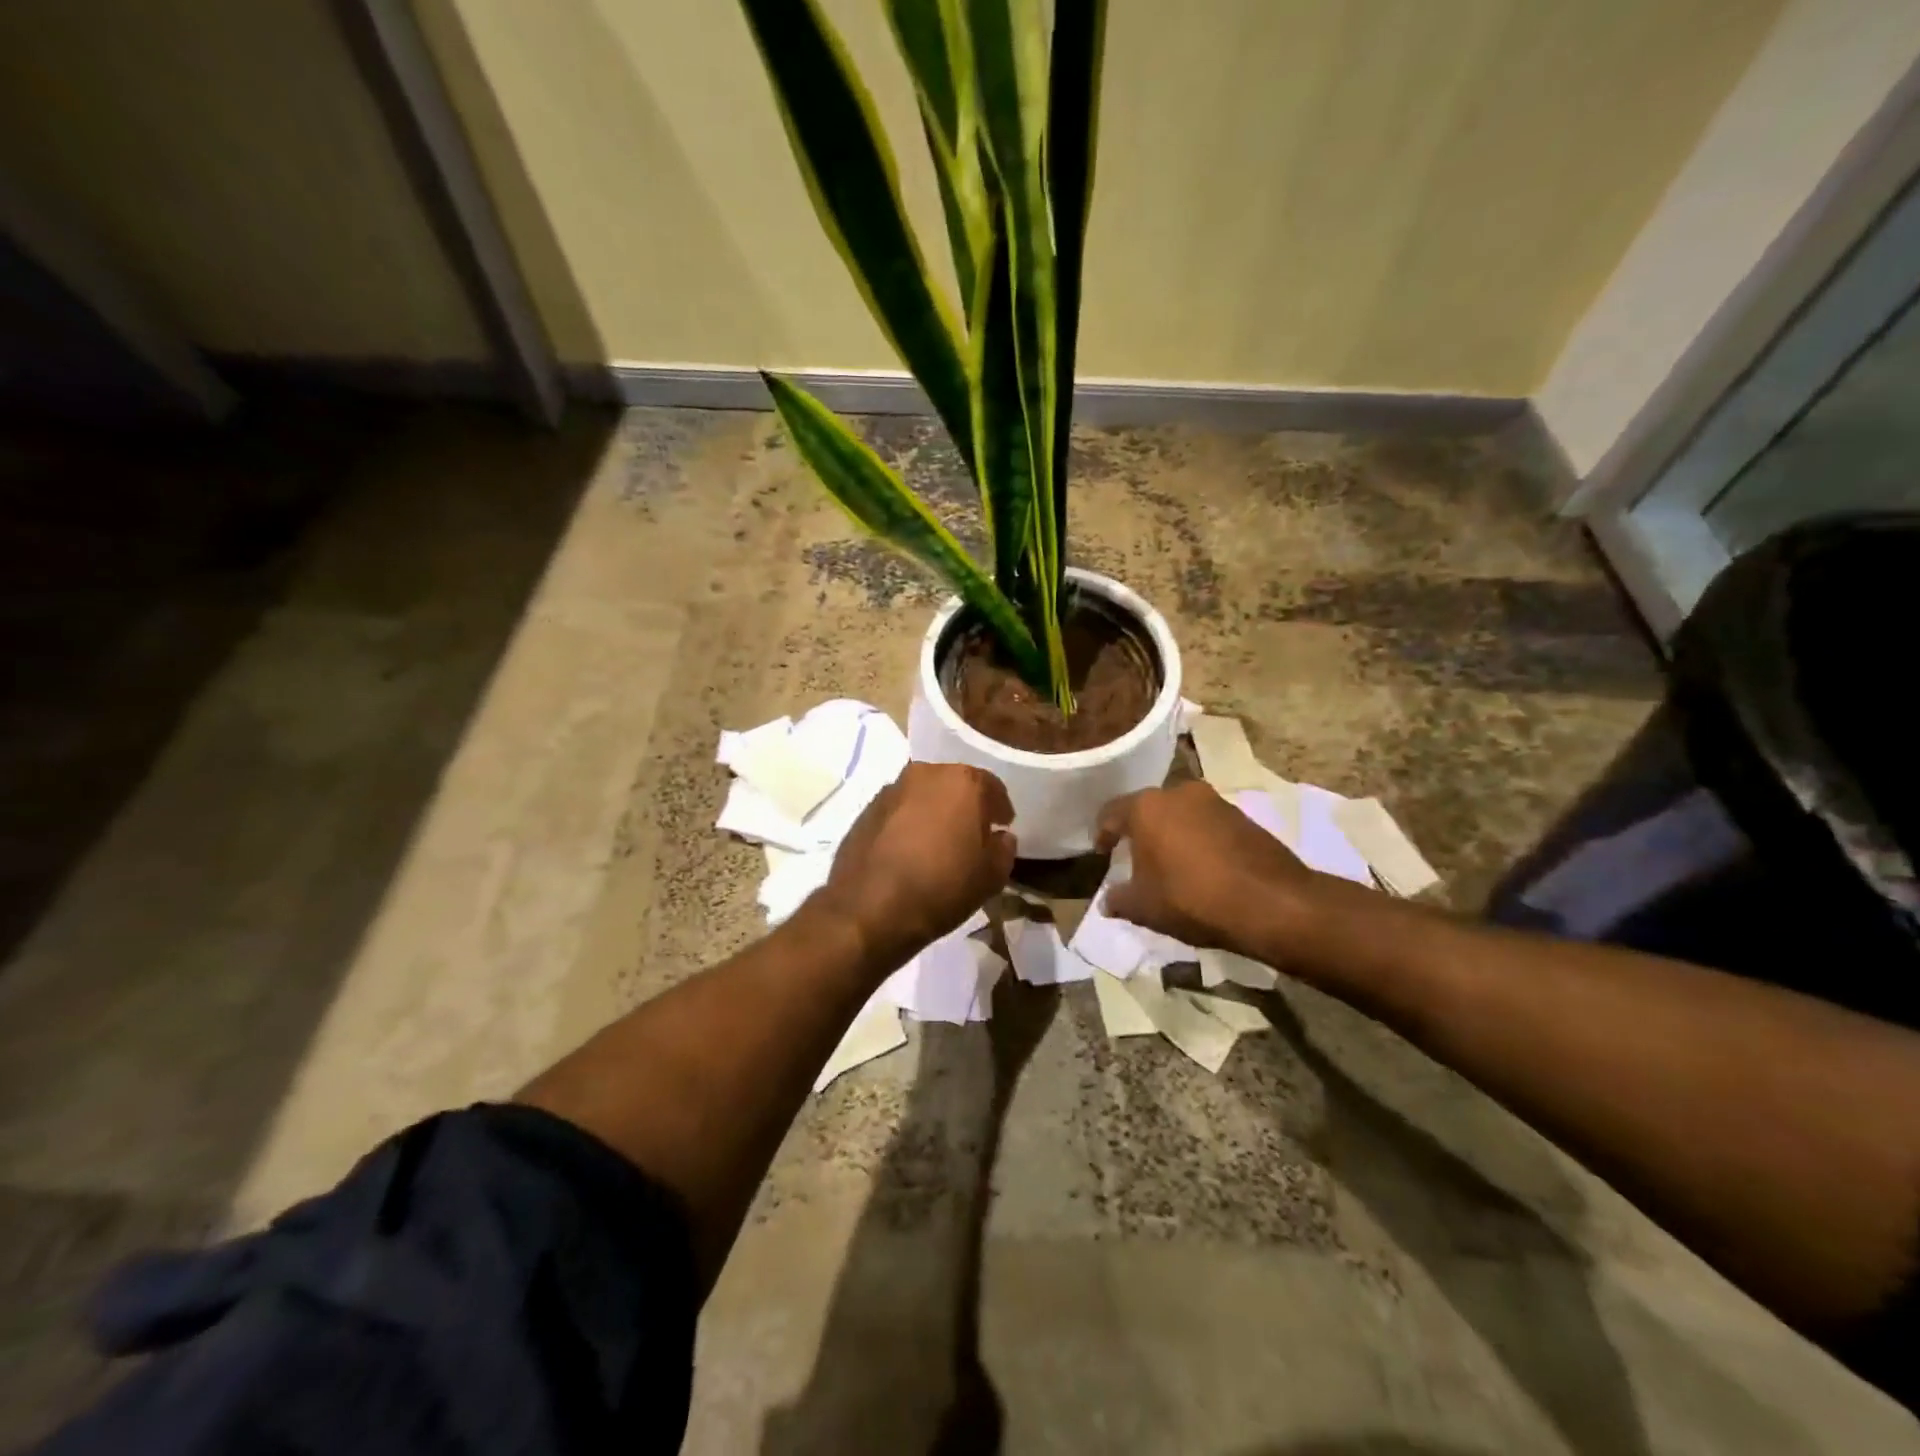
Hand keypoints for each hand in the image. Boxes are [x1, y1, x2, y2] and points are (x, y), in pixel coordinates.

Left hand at [817, 762, 1016, 963]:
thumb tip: (1000, 837)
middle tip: (972, 834)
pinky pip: (898, 812)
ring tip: (938, 844)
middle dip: (965, 806)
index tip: (1003, 826)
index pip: (991, 786)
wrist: (870, 908)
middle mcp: (925, 774)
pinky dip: (908, 824)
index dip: (1000, 808)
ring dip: (934, 813)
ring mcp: (891, 790)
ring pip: (923, 796)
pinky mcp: (865, 810)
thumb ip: (1003, 849)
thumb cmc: (942, 886)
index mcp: (962, 781)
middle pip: (954, 785)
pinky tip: (910, 851)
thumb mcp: (991, 876)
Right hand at [1096, 781, 1313, 951]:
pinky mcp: (1243, 816)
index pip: (1111, 813)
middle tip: (1134, 858)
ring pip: (1180, 815)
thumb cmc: (1192, 899)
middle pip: (1148, 810)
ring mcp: (1215, 802)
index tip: (1100, 853)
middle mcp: (1179, 793)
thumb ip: (1119, 900)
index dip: (1102, 834)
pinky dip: (1198, 841)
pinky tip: (1201, 868)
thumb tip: (1106, 901)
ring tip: (1169, 865)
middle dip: (1139, 833)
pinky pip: (1207, 825)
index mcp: (1147, 807)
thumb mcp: (1145, 907)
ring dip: (1171, 835)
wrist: (1271, 903)